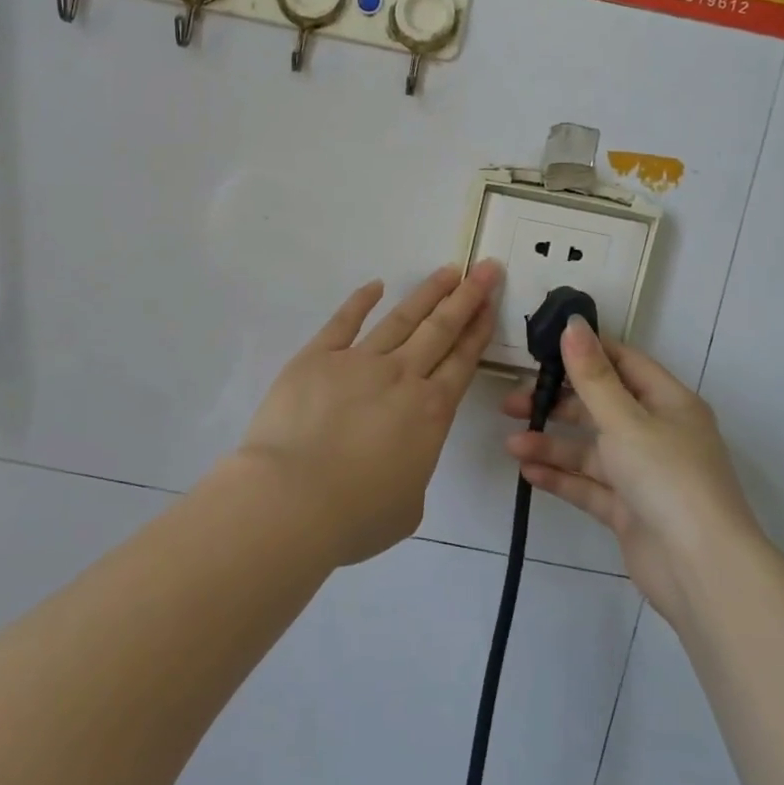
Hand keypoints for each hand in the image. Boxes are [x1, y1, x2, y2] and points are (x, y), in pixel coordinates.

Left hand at [237, 261, 502, 565]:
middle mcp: (401, 377)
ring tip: (448, 271)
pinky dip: (360, 301)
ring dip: (427, 293)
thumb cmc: (354, 515)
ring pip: (401, 318)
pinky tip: (376, 285)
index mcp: (429, 413)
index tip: (491, 302)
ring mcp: (358, 362)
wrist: (292, 500)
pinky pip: (343, 322)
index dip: (478, 330)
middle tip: (485, 268)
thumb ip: (413, 472)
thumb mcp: (407, 507)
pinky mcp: (317, 357)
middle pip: (440, 329)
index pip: (462, 361)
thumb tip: (400, 457)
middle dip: (467, 297)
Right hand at [503, 319, 761, 622]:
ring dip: (552, 444)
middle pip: (600, 406)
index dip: (585, 351)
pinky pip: (590, 486)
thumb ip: (592, 375)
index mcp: (668, 403)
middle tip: (512, 403)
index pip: (623, 362)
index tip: (541, 347)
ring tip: (512, 444)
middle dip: (556, 403)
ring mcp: (643, 475)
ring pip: (590, 449)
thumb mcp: (625, 419)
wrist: (702, 570)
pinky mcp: (630, 511)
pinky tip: (528, 473)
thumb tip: (573, 324)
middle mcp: (657, 434)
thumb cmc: (667, 477)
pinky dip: (561, 478)